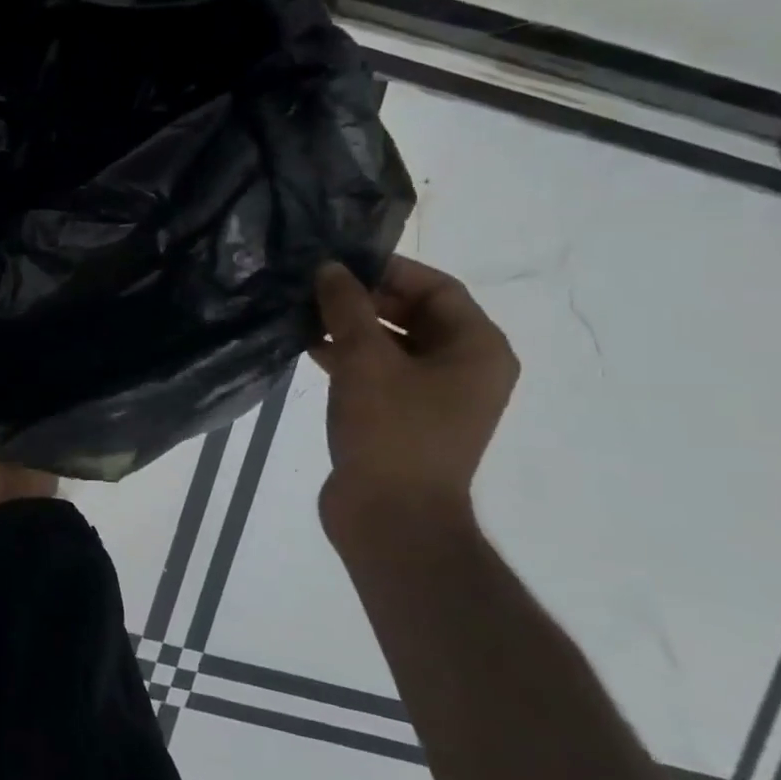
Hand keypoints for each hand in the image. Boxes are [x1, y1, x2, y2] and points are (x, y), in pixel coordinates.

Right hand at [310, 256, 518, 536]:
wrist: (392, 518)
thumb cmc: (391, 431)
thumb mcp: (365, 359)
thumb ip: (347, 307)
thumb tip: (330, 268)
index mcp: (477, 349)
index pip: (437, 288)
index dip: (388, 270)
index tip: (339, 262)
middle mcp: (464, 367)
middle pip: (414, 313)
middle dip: (363, 298)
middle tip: (314, 286)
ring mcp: (434, 395)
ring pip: (391, 342)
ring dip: (350, 326)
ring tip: (303, 312)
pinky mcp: (403, 415)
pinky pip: (378, 370)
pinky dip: (347, 355)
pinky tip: (307, 346)